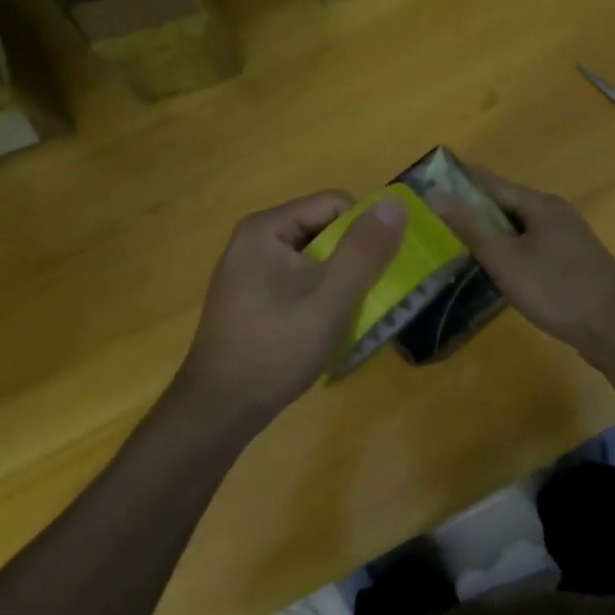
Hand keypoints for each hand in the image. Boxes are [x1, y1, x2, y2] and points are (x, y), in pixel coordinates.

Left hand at [174, 191, 406, 425]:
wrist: (219, 411)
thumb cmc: (275, 349)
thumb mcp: (330, 299)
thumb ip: (364, 250)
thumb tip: (396, 203)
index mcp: (266, 229)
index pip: (334, 203)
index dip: (366, 229)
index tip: (382, 268)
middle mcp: (254, 240)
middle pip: (324, 229)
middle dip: (354, 258)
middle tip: (373, 294)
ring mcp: (250, 270)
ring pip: (314, 259)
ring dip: (341, 281)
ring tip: (354, 314)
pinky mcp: (252, 297)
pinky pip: (299, 281)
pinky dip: (321, 296)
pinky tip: (328, 326)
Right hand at [426, 167, 614, 358]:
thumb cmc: (556, 289)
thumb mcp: (505, 259)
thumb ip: (471, 227)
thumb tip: (436, 193)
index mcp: (540, 205)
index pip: (492, 183)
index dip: (462, 183)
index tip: (431, 185)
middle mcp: (557, 213)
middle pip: (507, 205)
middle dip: (475, 211)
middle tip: (438, 222)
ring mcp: (569, 238)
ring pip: (521, 228)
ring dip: (494, 234)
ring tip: (461, 245)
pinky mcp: (574, 262)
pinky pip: (534, 247)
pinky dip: (512, 252)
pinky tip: (499, 269)